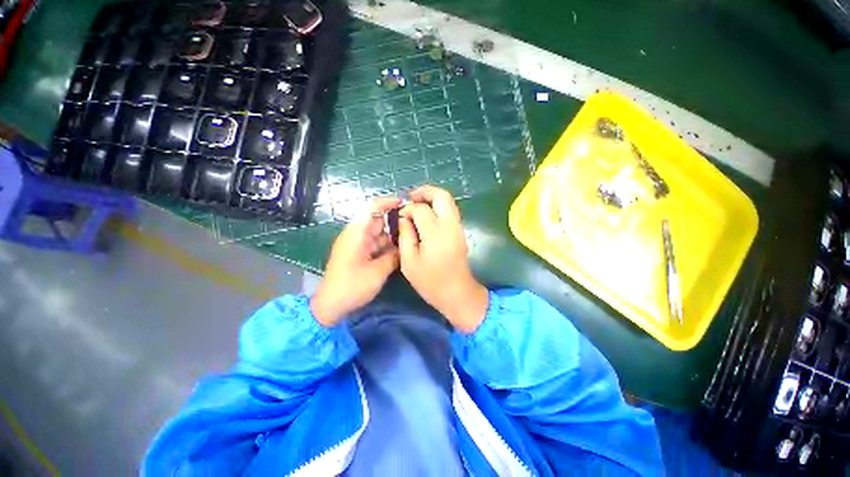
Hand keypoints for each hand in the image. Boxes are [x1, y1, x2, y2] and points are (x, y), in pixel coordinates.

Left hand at [311, 197, 401, 326]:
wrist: (330, 305)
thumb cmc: (352, 286)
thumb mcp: (377, 272)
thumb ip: (394, 256)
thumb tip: (405, 247)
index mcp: (357, 233)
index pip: (371, 209)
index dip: (388, 203)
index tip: (405, 204)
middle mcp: (356, 235)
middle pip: (377, 220)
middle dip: (395, 220)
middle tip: (415, 224)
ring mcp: (357, 244)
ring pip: (378, 233)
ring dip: (392, 234)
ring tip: (411, 237)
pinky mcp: (359, 253)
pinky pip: (376, 243)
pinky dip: (387, 245)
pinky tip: (400, 249)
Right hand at [398, 185, 488, 333]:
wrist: (457, 292)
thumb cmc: (430, 281)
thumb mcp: (409, 261)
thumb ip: (405, 235)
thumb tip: (404, 218)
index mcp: (435, 234)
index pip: (421, 209)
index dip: (408, 209)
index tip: (401, 216)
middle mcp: (450, 226)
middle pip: (442, 196)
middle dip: (425, 191)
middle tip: (411, 197)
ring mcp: (458, 227)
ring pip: (449, 201)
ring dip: (433, 197)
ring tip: (417, 203)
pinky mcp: (460, 231)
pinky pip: (450, 210)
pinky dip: (439, 206)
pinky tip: (427, 214)